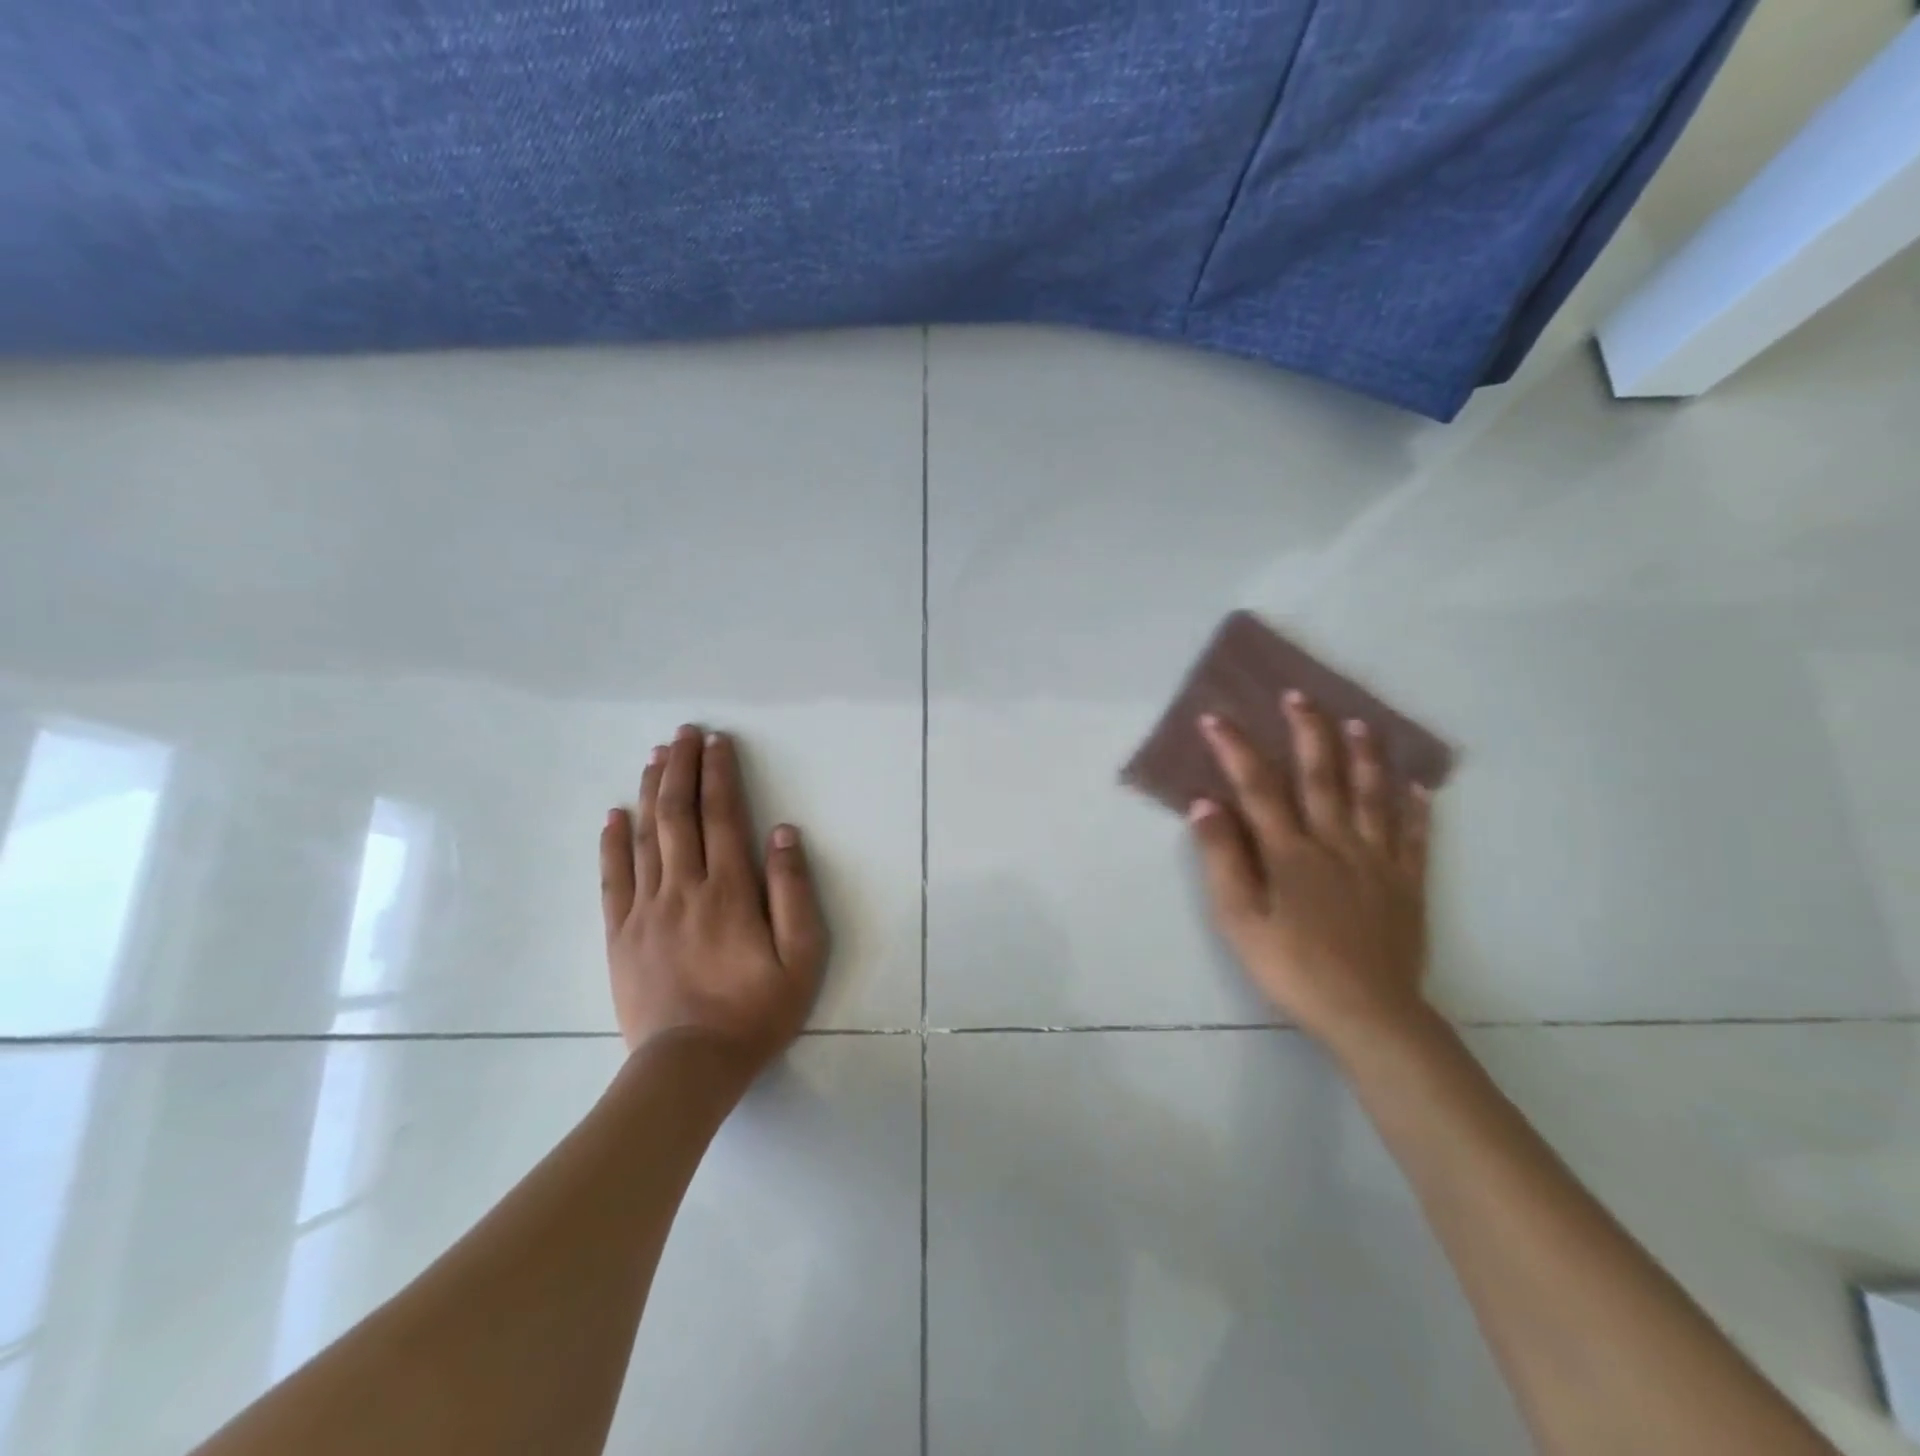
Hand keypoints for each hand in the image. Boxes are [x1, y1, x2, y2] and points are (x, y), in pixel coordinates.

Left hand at [599, 726, 828, 1071]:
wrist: (690, 1067)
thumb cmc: (756, 1011)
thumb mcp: (801, 956)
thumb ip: (794, 892)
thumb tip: (783, 833)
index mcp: (730, 891)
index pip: (723, 816)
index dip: (720, 774)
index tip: (718, 742)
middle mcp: (684, 889)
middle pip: (680, 815)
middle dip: (683, 769)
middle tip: (684, 734)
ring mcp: (646, 910)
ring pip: (646, 837)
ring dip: (652, 792)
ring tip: (656, 757)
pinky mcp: (620, 934)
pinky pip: (613, 878)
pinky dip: (612, 842)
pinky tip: (614, 815)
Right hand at [1187, 691, 1433, 1052]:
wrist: (1369, 1015)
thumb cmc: (1293, 968)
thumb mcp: (1240, 920)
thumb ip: (1223, 860)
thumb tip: (1205, 804)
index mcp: (1290, 852)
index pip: (1258, 787)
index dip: (1235, 749)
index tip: (1215, 718)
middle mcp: (1335, 843)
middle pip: (1320, 776)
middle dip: (1307, 732)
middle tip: (1299, 695)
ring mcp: (1377, 861)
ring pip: (1372, 796)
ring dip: (1365, 755)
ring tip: (1361, 722)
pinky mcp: (1408, 884)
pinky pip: (1414, 837)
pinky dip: (1416, 808)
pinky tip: (1418, 786)